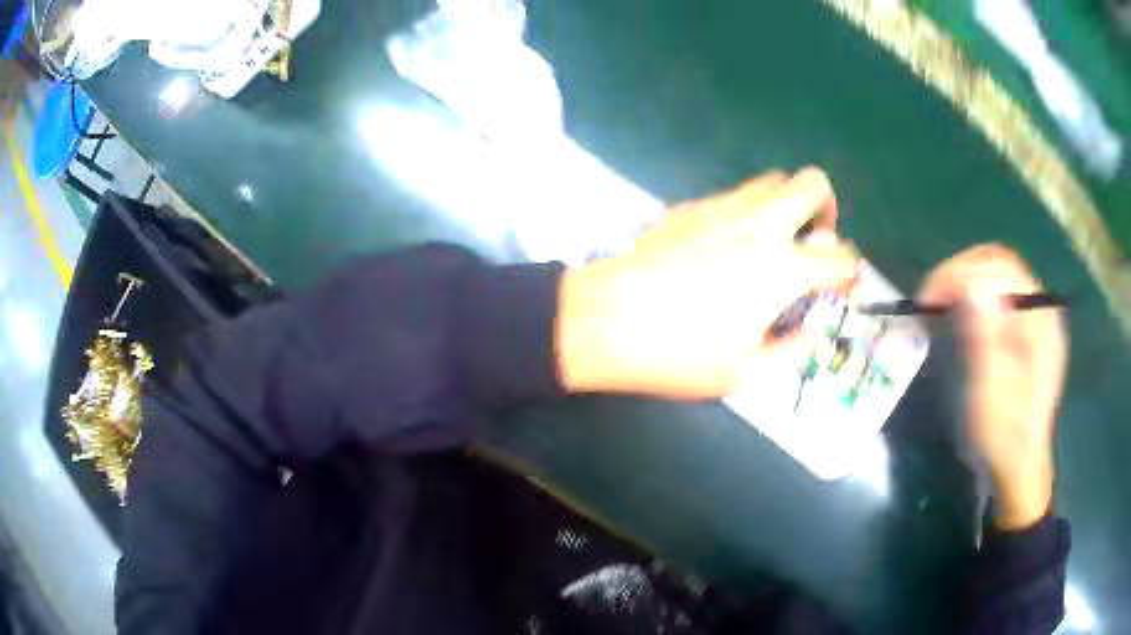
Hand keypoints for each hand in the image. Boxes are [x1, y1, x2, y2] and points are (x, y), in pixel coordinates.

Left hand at [555, 168, 858, 399]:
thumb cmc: (678, 353)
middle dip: (826, 207)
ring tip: (773, 241)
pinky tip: (727, 245)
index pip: (840, 256)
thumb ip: (791, 351)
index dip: (851, 272)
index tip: (843, 286)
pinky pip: (733, 194)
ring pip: (771, 180)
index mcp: (782, 268)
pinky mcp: (688, 207)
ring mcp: (721, 208)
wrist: (604, 320)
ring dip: (786, 204)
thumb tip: (809, 334)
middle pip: (812, 183)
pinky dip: (747, 211)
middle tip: (814, 239)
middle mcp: (759, 225)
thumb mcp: (745, 373)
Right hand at [918, 245, 1067, 529]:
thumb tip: (971, 286)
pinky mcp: (1027, 330)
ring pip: (999, 275)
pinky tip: (961, 315)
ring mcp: (1036, 319)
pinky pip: (1000, 295)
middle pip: (1000, 264)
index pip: (1002, 269)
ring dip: (966, 280)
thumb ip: (986, 340)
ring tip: (941, 304)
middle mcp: (1042, 310)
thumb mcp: (992, 396)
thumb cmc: (1004, 438)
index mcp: (1040, 323)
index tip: (928, 297)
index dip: (962, 271)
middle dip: (962, 270)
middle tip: (931, 297)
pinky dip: (975, 295)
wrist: (1019, 466)